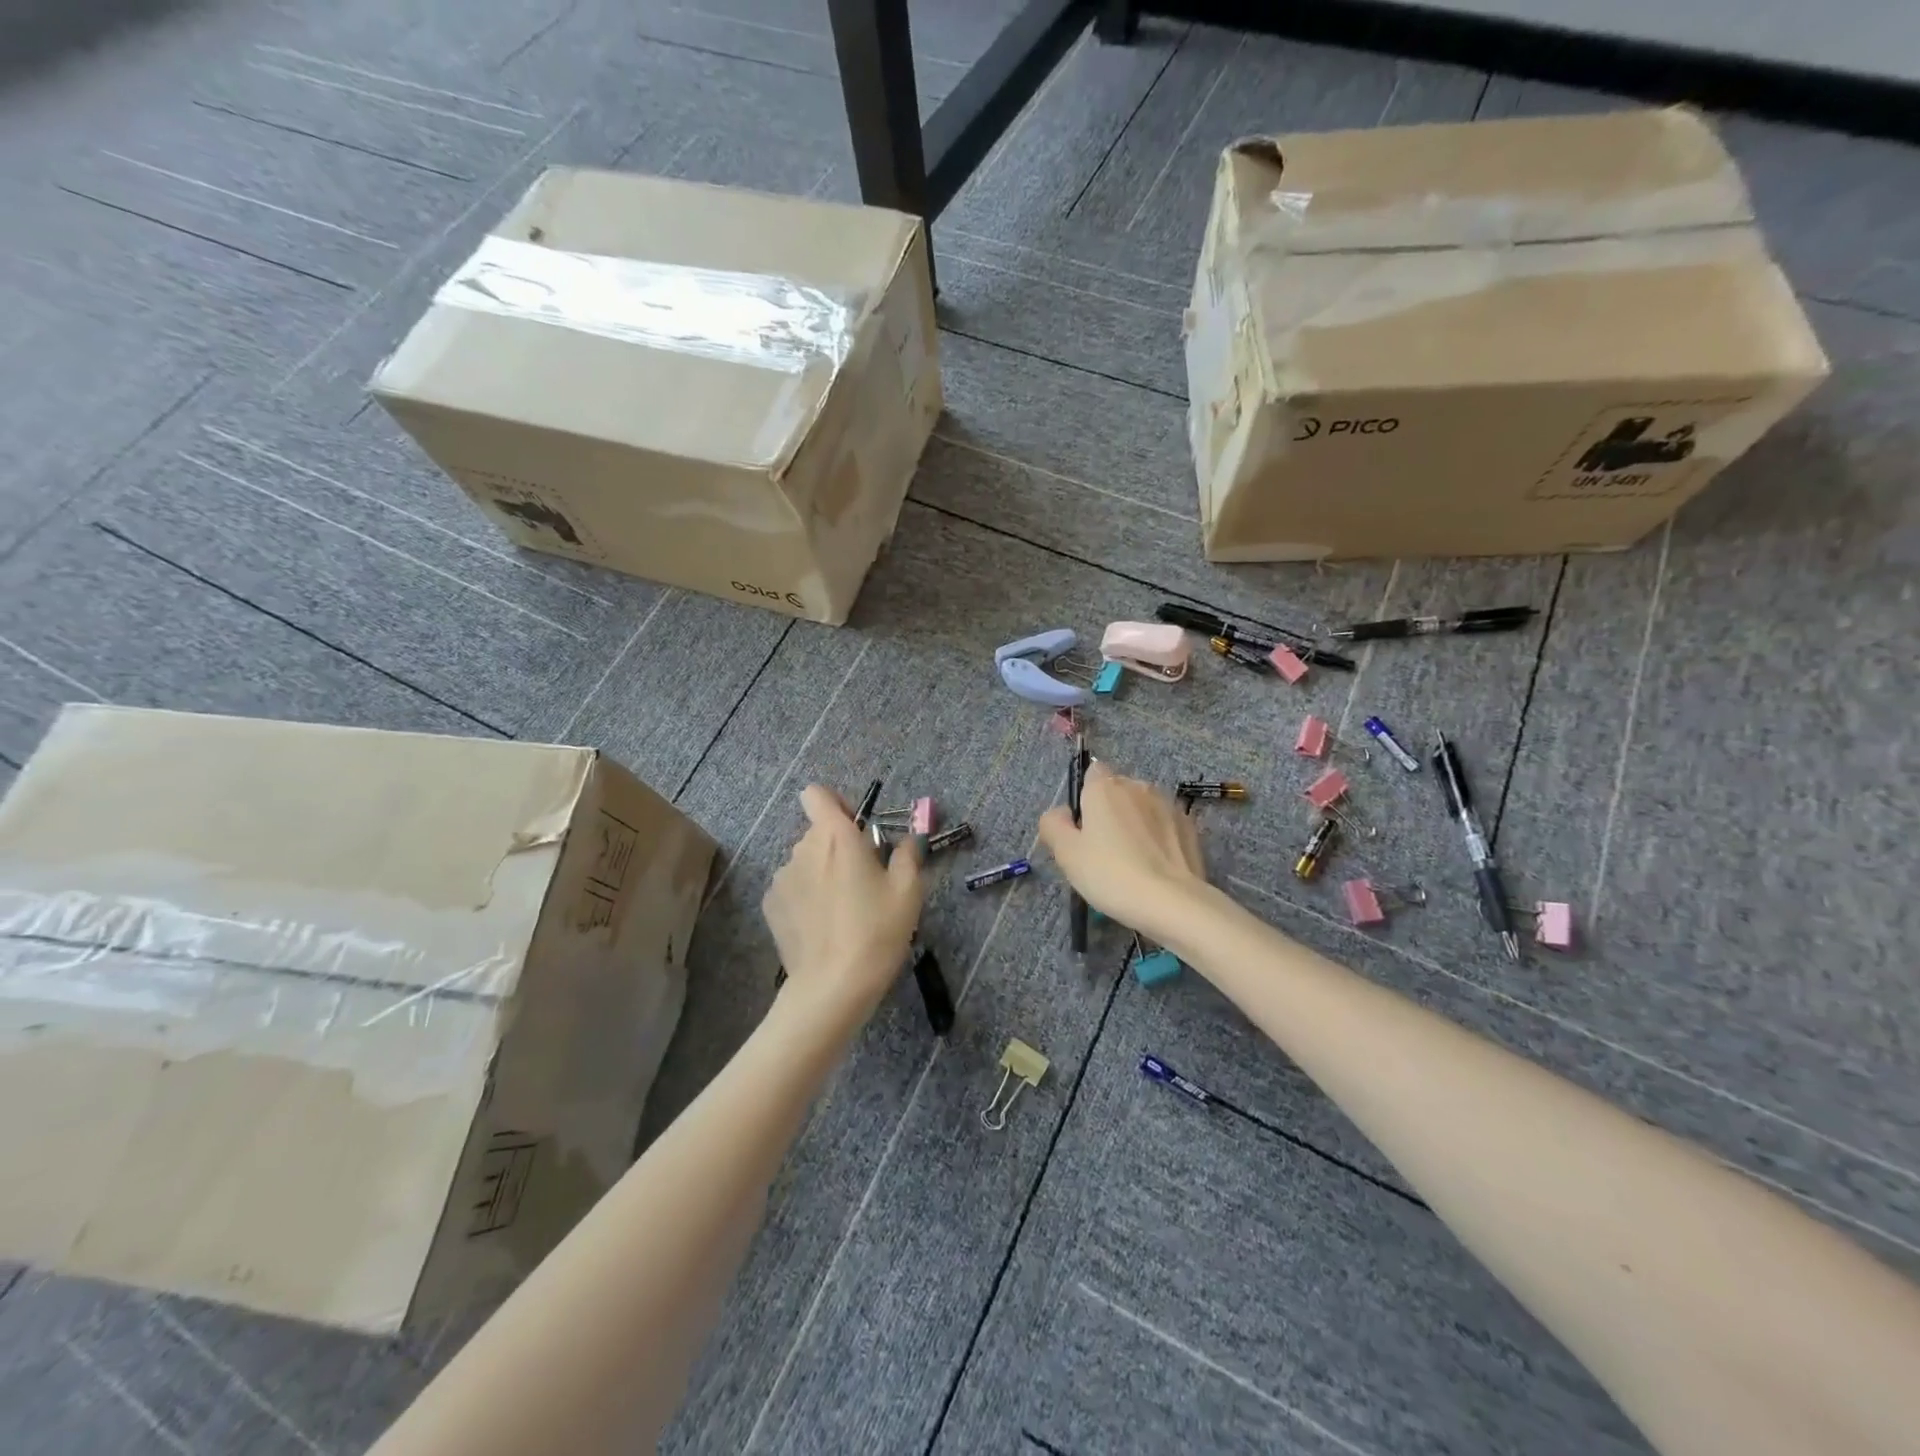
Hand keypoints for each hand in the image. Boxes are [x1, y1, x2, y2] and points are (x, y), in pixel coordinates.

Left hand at [763, 785, 925, 1020]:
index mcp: (836, 837)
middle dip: (840, 846)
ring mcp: (782, 877)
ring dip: (823, 872)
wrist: (833, 985)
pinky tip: (823, 925)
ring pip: (806, 861)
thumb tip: (909, 838)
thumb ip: (908, 853)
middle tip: (865, 879)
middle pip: (818, 831)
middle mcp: (803, 849)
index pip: (817, 794)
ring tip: (844, 908)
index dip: (837, 803)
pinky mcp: (771, 905)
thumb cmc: (876, 931)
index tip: (858, 828)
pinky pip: (793, 886)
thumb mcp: (907, 891)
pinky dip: (807, 895)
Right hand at [1038, 762, 1206, 938]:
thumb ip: (1054, 824)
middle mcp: (1138, 786)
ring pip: (1143, 808)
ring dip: (1136, 824)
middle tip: (1104, 851)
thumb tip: (1062, 813)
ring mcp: (1168, 804)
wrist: (1172, 902)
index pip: (1092, 773)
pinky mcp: (1190, 826)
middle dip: (1111, 812)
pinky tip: (1156, 867)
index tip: (1083, 828)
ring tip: (1134, 862)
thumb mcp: (1066, 853)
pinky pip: (1165, 825)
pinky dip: (1158, 838)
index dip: (1085, 797)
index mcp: (1105, 787)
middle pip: (1118, 791)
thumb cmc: (1110, 874)